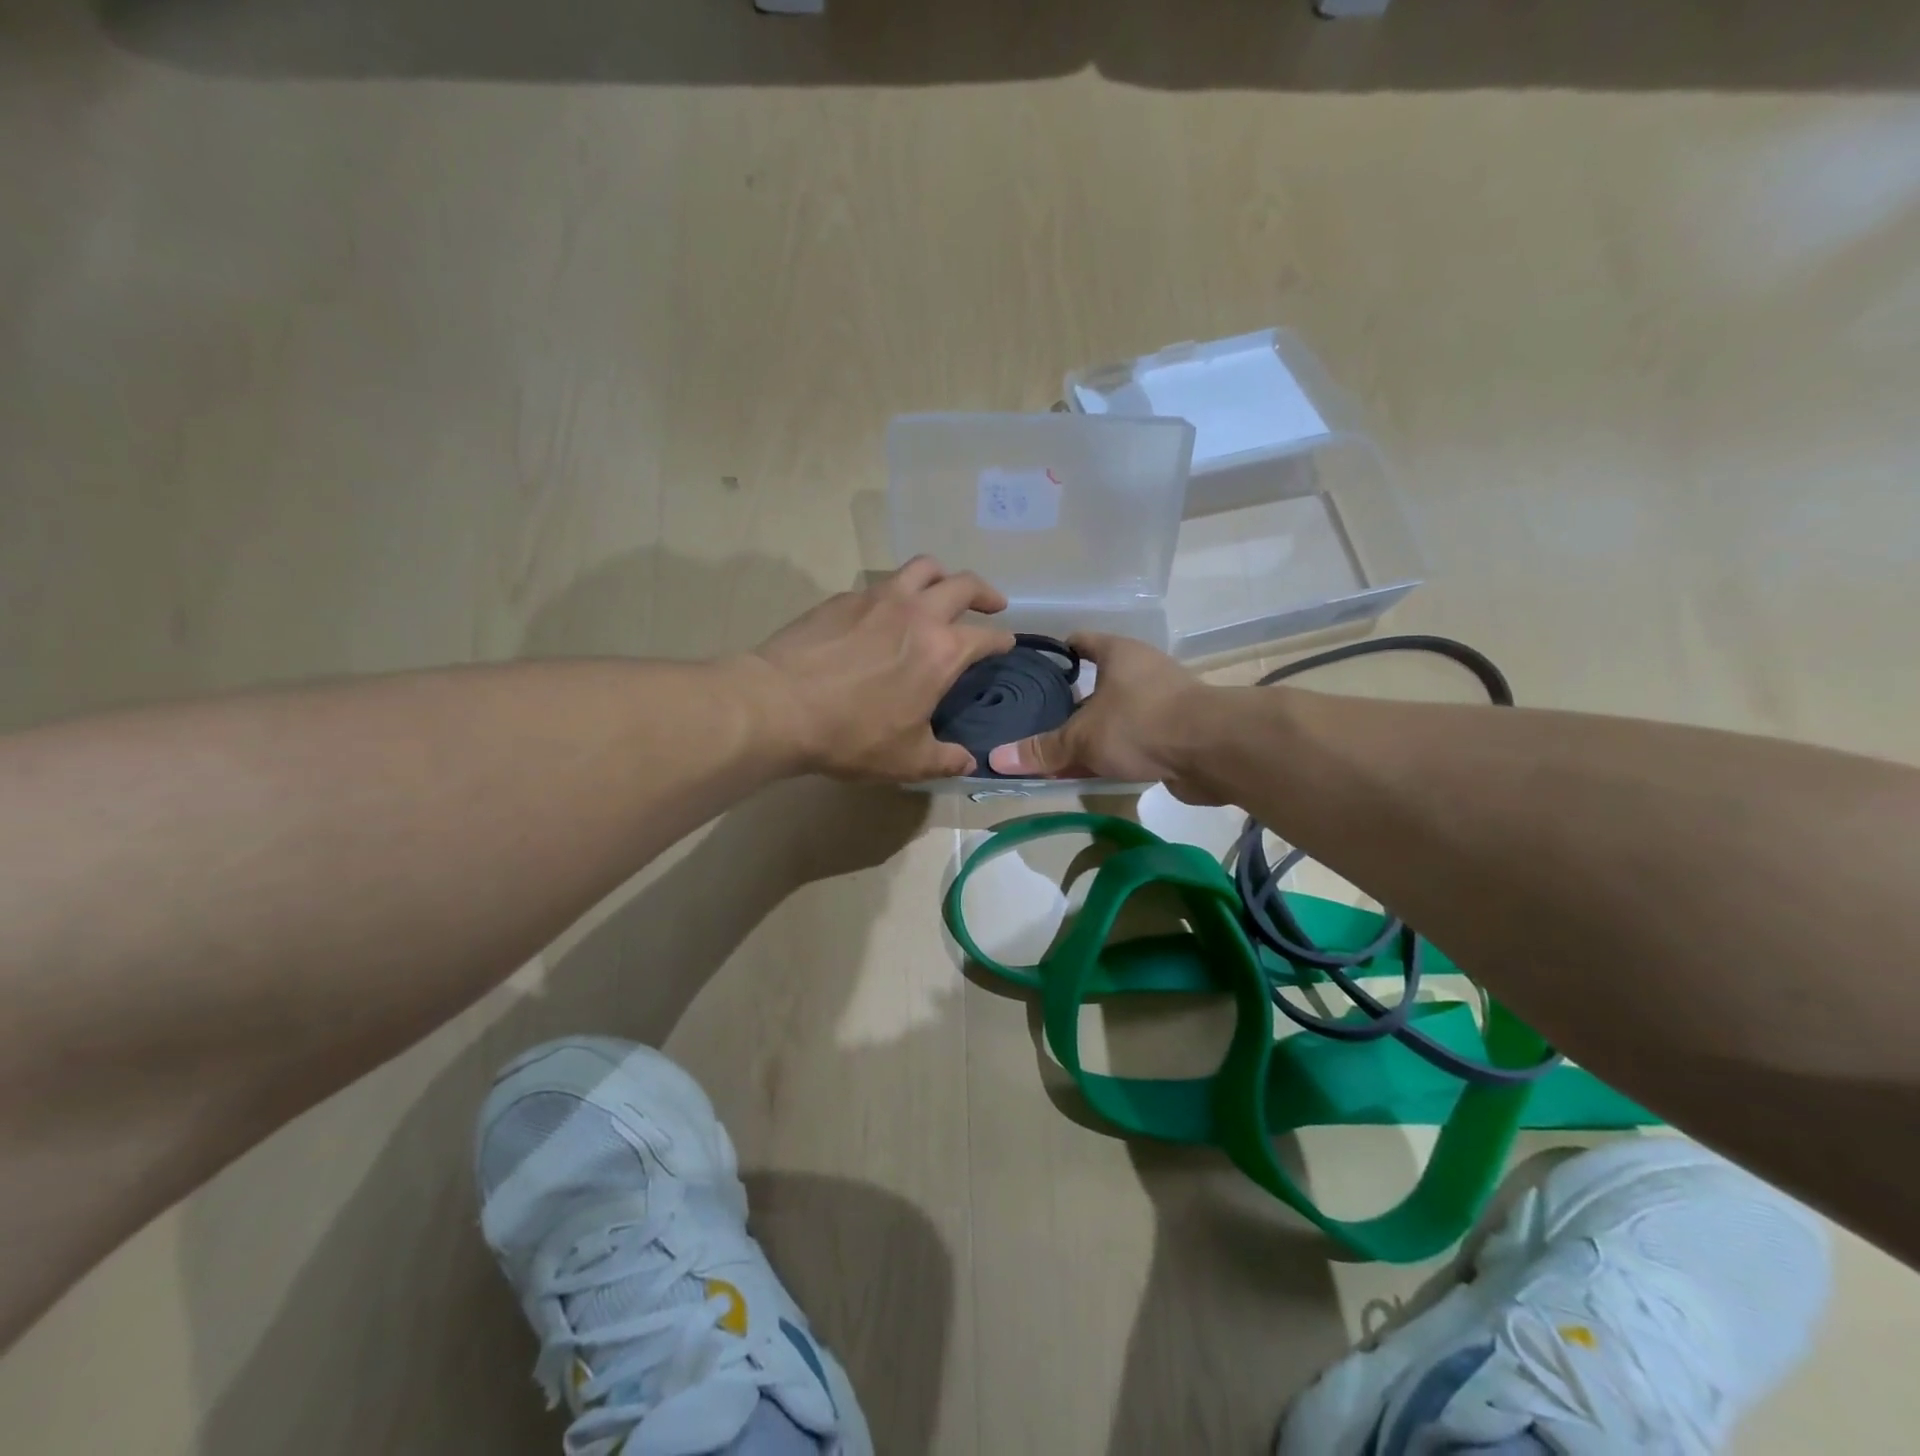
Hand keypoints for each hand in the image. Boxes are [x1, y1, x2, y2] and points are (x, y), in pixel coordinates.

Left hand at [745, 557, 1015, 781]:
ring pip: (922, 567)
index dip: (1002, 640)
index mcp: (942, 650)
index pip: (986, 636)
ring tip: (942, 589)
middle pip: (963, 584)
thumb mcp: (907, 760)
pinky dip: (896, 591)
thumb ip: (945, 759)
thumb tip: (969, 762)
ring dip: (941, 575)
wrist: (780, 705)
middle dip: (985, 592)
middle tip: (992, 603)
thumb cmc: (852, 734)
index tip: (1006, 644)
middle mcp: (917, 613)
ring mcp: (878, 598)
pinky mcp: (843, 598)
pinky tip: (884, 613)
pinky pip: (881, 583)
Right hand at [986, 633, 1219, 800]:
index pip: (1081, 642)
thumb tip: (997, 758)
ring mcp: (1164, 701)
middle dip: (1073, 701)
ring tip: (1062, 747)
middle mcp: (1142, 670)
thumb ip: (1043, 749)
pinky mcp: (1179, 731)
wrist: (1214, 750)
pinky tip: (1095, 768)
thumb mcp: (1083, 737)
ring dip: (1096, 730)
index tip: (1035, 669)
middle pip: (1099, 681)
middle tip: (1040, 717)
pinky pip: (1136, 738)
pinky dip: (1117, 751)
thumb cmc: (1141, 723)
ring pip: (1118, 713)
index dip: (1057, 653)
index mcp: (1118, 653)